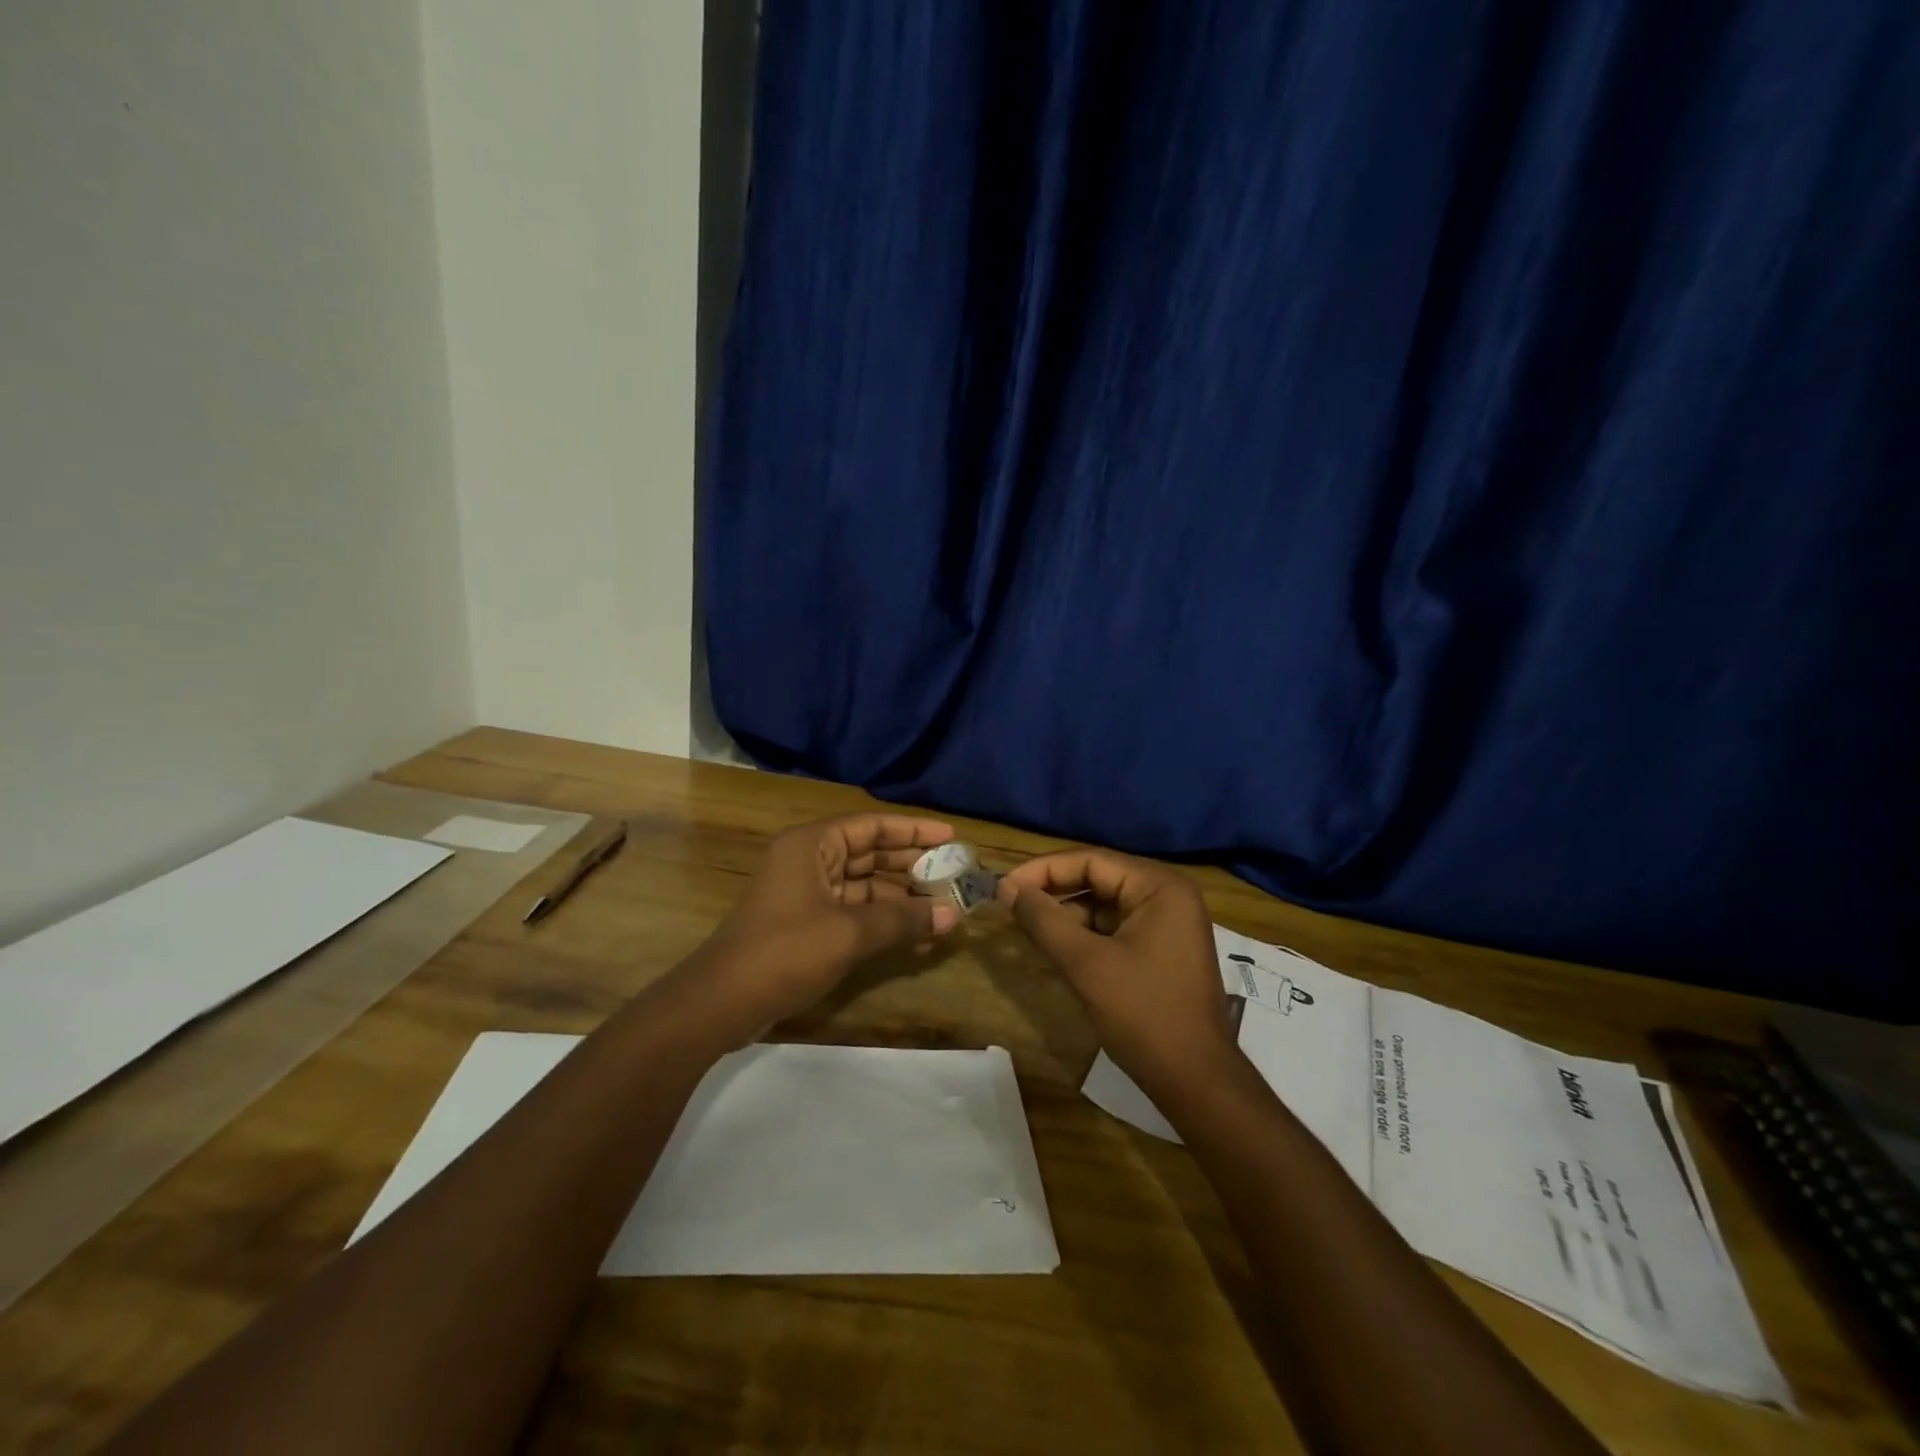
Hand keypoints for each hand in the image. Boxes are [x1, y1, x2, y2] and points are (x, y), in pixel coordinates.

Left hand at [699, 814, 962, 1027]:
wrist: (721, 1003)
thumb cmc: (785, 952)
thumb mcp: (849, 933)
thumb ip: (902, 920)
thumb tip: (952, 916)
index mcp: (812, 845)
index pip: (872, 825)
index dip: (913, 829)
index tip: (951, 837)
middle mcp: (809, 860)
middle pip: (870, 853)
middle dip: (911, 864)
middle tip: (954, 873)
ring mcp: (806, 893)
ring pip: (864, 884)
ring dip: (901, 897)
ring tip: (944, 909)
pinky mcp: (806, 923)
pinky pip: (853, 910)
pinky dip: (882, 919)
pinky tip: (915, 934)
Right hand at [998, 850, 1233, 1091]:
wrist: (1196, 1081)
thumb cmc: (1143, 1015)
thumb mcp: (1086, 964)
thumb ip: (1044, 920)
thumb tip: (1007, 888)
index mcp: (1159, 887)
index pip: (1091, 860)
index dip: (1043, 870)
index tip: (1004, 886)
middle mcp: (1168, 894)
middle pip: (1099, 877)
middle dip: (1053, 890)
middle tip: (1010, 904)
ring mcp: (1168, 922)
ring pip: (1104, 903)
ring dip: (1067, 913)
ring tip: (1027, 926)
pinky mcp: (1162, 947)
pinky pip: (1115, 926)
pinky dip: (1085, 932)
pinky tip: (1056, 945)